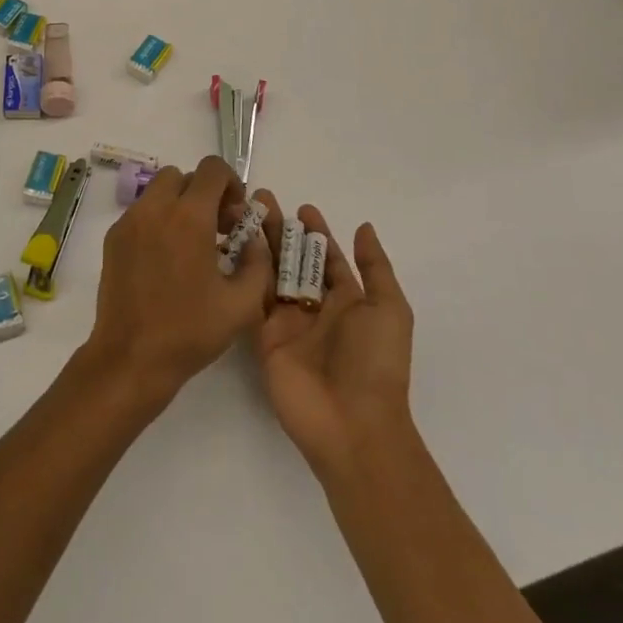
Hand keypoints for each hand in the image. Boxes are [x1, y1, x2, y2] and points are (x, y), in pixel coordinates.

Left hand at [83, 156, 271, 411]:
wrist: (130, 357)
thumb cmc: (189, 331)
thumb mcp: (242, 304)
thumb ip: (257, 264)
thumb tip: (253, 240)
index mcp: (189, 217)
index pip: (212, 169)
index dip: (231, 183)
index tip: (236, 215)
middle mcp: (156, 208)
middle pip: (183, 176)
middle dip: (204, 193)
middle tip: (216, 229)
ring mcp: (130, 221)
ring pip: (158, 191)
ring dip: (179, 204)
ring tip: (190, 244)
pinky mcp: (113, 237)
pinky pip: (141, 212)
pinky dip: (157, 221)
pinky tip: (165, 259)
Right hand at [251, 193, 414, 477]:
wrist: (351, 423)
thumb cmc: (376, 363)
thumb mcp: (389, 309)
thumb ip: (375, 268)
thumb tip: (363, 227)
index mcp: (348, 301)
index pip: (328, 259)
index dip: (317, 233)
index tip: (302, 207)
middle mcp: (315, 308)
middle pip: (294, 259)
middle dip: (281, 230)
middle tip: (261, 199)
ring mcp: (288, 322)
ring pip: (270, 273)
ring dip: (259, 243)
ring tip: (242, 212)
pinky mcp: (264, 336)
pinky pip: (252, 298)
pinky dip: (244, 272)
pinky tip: (233, 245)